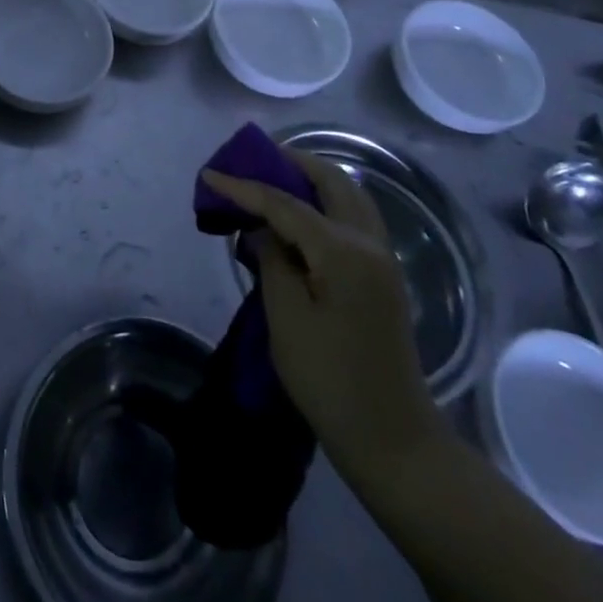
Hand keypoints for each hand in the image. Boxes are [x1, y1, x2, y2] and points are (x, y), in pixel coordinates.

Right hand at [202, 152, 445, 478]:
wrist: (394, 440)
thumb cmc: (330, 380)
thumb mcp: (286, 318)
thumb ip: (271, 260)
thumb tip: (262, 231)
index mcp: (343, 251)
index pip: (285, 203)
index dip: (244, 186)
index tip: (209, 173)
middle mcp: (369, 243)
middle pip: (330, 181)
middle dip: (289, 163)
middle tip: (250, 160)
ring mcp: (383, 258)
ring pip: (349, 194)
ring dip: (311, 178)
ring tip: (273, 177)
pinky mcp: (384, 276)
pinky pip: (355, 216)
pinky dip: (326, 200)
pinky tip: (301, 213)